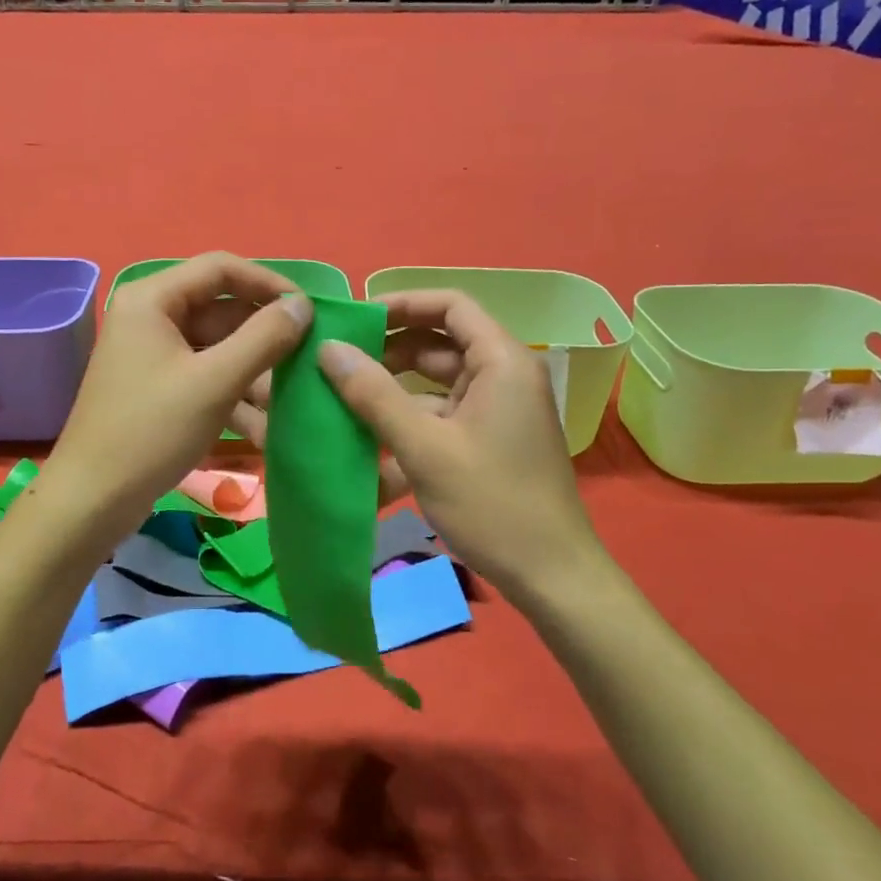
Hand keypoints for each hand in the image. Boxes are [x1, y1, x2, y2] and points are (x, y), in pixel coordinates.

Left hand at [40, 253, 311, 536]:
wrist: (92, 499)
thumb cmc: (152, 431)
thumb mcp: (215, 381)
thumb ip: (264, 337)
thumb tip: (302, 304)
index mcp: (153, 299)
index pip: (221, 268)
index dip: (268, 283)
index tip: (309, 310)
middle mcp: (150, 317)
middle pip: (221, 310)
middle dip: (264, 339)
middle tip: (307, 362)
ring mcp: (152, 355)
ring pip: (218, 348)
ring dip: (254, 374)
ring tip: (290, 403)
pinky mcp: (157, 388)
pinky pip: (205, 376)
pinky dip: (233, 396)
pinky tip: (265, 428)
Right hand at [310, 289, 605, 602]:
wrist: (551, 576)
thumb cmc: (492, 503)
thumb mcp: (425, 447)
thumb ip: (374, 395)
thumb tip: (329, 349)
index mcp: (501, 362)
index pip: (450, 306)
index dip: (402, 303)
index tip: (354, 318)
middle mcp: (503, 376)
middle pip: (440, 342)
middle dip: (389, 347)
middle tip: (338, 359)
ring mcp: (496, 410)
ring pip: (437, 381)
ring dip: (394, 386)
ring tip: (342, 394)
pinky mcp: (488, 439)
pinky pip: (442, 413)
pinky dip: (409, 418)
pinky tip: (369, 436)